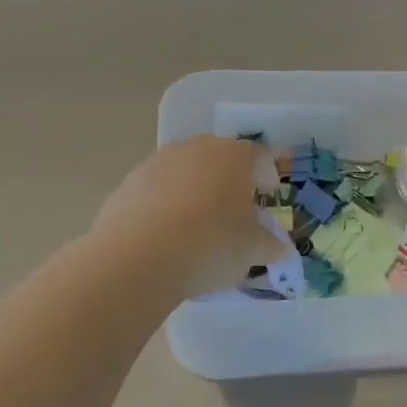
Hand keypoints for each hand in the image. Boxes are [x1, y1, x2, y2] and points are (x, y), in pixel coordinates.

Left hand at [92, 137, 285, 297]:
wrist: (139, 257)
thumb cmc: (212, 244)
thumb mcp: (253, 250)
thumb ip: (271, 245)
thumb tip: (280, 249)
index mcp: (234, 156)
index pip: (259, 155)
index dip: (267, 175)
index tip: (269, 194)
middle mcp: (195, 149)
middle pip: (220, 160)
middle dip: (230, 182)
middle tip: (237, 210)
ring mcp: (156, 164)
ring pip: (186, 174)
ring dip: (196, 193)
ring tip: (200, 227)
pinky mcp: (126, 185)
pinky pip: (157, 193)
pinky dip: (166, 208)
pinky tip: (168, 237)